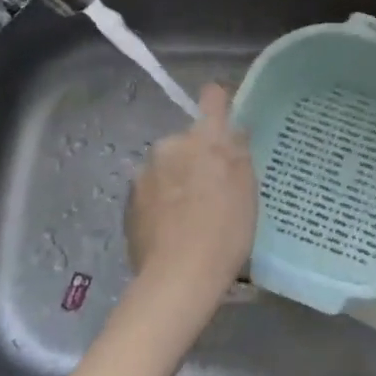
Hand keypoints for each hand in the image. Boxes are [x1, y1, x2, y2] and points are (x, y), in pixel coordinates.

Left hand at [125, 84, 257, 314]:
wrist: (177, 279)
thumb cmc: (224, 228)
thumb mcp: (247, 188)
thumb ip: (239, 151)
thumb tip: (232, 130)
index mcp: (203, 137)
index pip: (212, 97)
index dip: (220, 102)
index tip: (227, 120)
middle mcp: (169, 145)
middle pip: (187, 139)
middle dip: (197, 155)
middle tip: (214, 187)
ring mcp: (144, 174)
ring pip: (167, 166)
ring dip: (178, 179)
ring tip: (191, 214)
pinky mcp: (128, 203)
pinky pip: (152, 191)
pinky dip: (162, 202)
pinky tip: (173, 229)